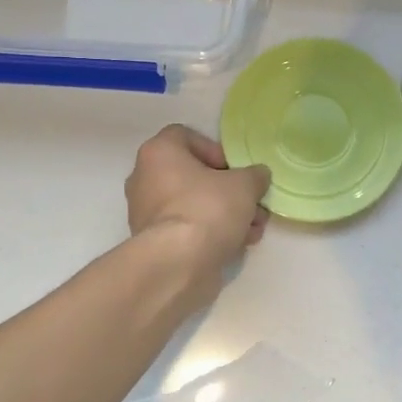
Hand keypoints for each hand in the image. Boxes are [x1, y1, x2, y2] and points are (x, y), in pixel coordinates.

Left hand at [124, 124, 270, 287]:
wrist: (177, 265)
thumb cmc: (207, 209)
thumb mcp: (244, 185)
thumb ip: (254, 175)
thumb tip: (257, 176)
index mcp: (158, 153)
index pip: (185, 136)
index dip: (214, 149)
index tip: (234, 169)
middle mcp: (145, 178)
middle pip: (193, 175)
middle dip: (228, 189)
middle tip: (252, 202)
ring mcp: (146, 212)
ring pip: (193, 204)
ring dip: (226, 213)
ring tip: (254, 228)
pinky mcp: (154, 242)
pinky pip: (187, 228)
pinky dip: (211, 233)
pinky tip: (239, 244)